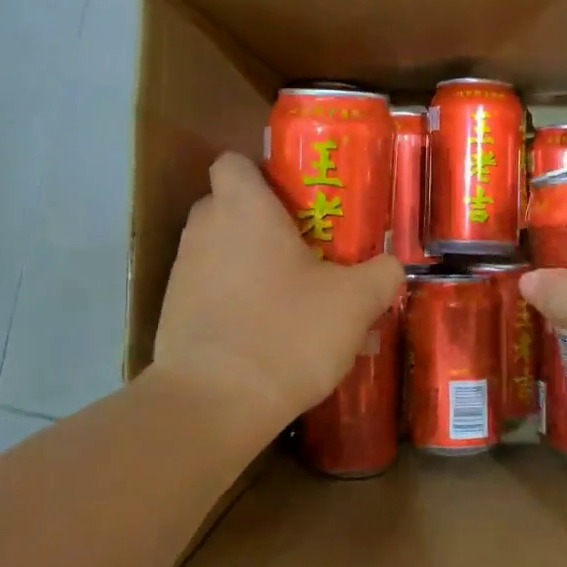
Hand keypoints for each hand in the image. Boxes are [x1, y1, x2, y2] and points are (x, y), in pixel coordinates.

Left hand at [147, 152, 403, 446]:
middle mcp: (204, 231)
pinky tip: (275, 338)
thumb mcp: (353, 302)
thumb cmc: (286, 331)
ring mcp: (183, 274)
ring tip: (300, 302)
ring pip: (223, 253)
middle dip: (266, 223)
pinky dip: (240, 303)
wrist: (213, 404)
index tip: (296, 198)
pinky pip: (214, 293)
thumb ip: (380, 274)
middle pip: (229, 207)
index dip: (262, 172)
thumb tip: (391, 266)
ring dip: (256, 267)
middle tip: (308, 248)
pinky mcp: (175, 315)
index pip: (233, 161)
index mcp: (242, 209)